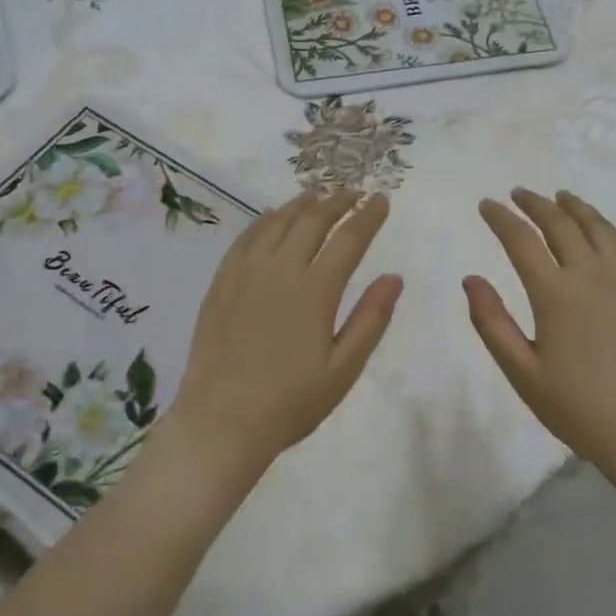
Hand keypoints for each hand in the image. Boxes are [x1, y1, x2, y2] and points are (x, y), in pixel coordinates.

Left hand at [171, 189, 402, 468]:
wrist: (221, 421)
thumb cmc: (291, 402)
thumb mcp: (343, 369)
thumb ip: (370, 320)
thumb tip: (394, 278)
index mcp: (315, 291)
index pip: (348, 239)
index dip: (368, 216)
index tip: (381, 200)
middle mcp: (280, 270)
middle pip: (312, 221)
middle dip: (337, 202)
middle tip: (353, 194)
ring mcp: (246, 274)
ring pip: (276, 223)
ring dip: (301, 205)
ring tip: (317, 196)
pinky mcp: (221, 284)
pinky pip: (245, 238)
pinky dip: (264, 220)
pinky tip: (271, 218)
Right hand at [465, 189, 615, 467]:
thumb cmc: (575, 404)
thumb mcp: (521, 370)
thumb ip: (491, 322)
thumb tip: (471, 279)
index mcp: (555, 293)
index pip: (522, 241)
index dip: (501, 219)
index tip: (487, 205)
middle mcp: (591, 275)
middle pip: (561, 224)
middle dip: (536, 204)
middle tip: (518, 194)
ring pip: (598, 228)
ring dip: (575, 207)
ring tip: (560, 197)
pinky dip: (608, 228)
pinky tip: (602, 228)